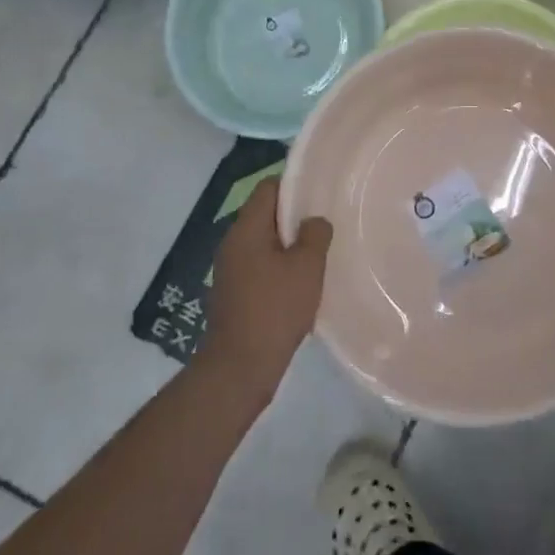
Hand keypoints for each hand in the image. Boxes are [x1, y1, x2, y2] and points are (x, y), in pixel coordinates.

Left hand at [199, 179, 332, 400]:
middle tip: (324, 226)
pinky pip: (260, 267)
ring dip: (288, 247)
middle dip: (294, 218)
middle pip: (265, 215)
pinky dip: (279, 269)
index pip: (268, 188)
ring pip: (264, 243)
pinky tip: (300, 285)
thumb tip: (314, 221)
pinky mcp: (233, 294)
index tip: (319, 195)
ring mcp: (230, 270)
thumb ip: (315, 234)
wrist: (240, 368)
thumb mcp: (306, 267)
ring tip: (317, 256)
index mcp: (246, 229)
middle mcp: (232, 243)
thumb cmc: (275, 309)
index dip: (294, 186)